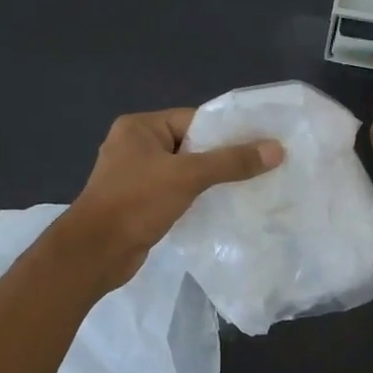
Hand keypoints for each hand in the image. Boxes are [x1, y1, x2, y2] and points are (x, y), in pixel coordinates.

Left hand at [62, 107, 283, 286]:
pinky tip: (222, 208)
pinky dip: (197, 199)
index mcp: (139, 128)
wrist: (96, 252)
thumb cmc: (136, 203)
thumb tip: (276, 149)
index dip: (227, 131)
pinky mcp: (140, 204)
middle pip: (191, 145)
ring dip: (211, 181)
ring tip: (249, 187)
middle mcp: (135, 146)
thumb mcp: (187, 176)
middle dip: (223, 158)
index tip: (260, 143)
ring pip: (184, 172)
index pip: (193, 120)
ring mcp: (135, 177)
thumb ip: (231, 161)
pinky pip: (176, 193)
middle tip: (261, 167)